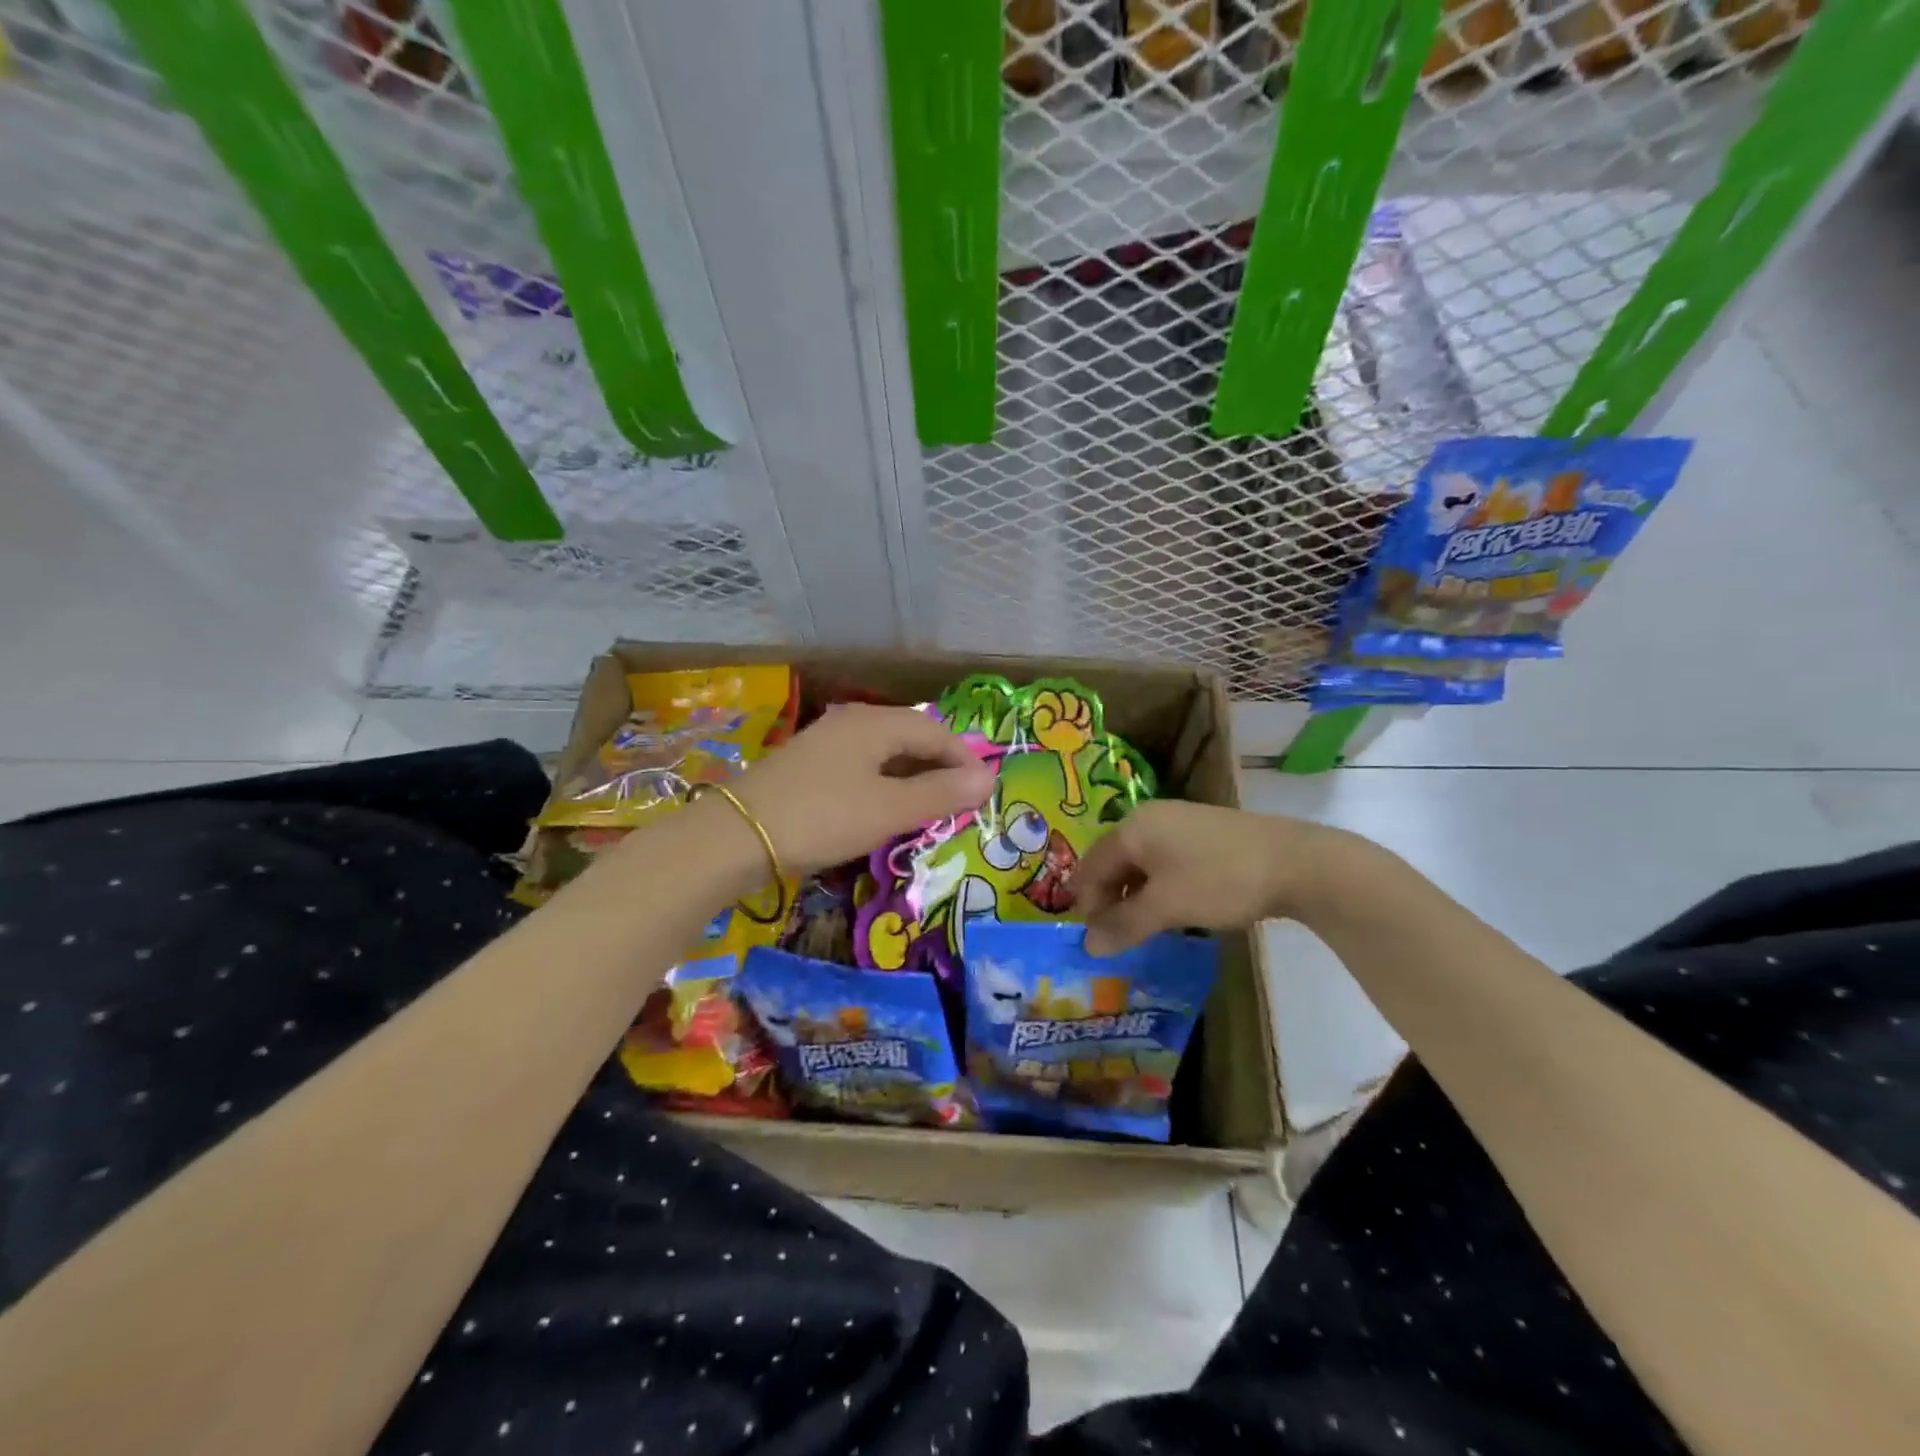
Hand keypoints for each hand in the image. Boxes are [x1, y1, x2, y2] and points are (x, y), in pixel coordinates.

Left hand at [731, 705, 995, 877]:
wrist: (735, 837)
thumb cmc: (823, 817)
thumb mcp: (890, 809)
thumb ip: (941, 793)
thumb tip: (990, 778)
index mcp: (875, 723)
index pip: (936, 733)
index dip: (964, 761)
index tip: (983, 794)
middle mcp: (852, 722)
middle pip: (910, 738)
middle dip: (939, 769)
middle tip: (959, 804)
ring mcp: (826, 742)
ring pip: (885, 755)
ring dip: (912, 779)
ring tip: (929, 811)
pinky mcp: (808, 766)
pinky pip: (861, 768)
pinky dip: (883, 786)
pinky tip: (884, 810)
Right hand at [1073, 800, 1347, 954]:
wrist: (1296, 862)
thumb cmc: (1219, 880)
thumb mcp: (1166, 907)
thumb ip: (1123, 926)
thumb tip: (1088, 947)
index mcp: (1132, 828)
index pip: (1091, 866)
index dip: (1087, 904)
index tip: (1094, 940)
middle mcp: (1149, 818)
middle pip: (1114, 862)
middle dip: (1110, 900)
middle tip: (1118, 938)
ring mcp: (1178, 822)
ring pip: (1141, 863)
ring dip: (1135, 896)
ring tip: (1145, 928)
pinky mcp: (1203, 833)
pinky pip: (1165, 861)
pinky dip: (1159, 887)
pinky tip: (1175, 909)